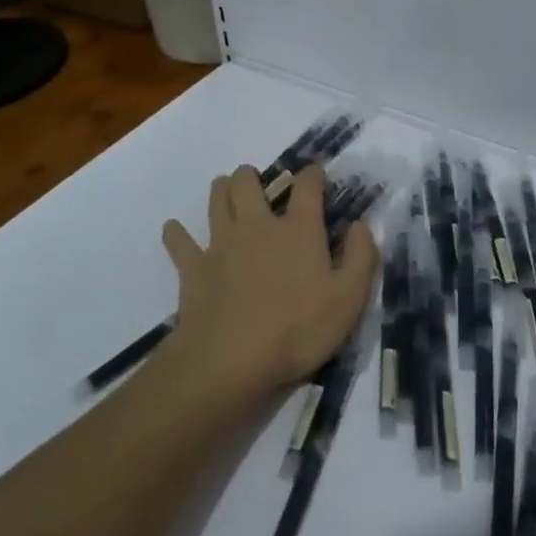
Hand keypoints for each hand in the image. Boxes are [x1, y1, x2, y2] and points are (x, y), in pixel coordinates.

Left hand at [159, 164, 377, 405]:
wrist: (231, 361)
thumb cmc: (297, 331)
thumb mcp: (348, 300)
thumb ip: (361, 258)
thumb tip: (361, 225)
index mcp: (298, 230)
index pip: (307, 186)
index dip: (313, 174)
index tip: (316, 174)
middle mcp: (258, 225)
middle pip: (247, 182)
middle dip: (252, 176)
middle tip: (258, 185)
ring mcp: (221, 244)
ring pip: (215, 199)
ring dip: (220, 190)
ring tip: (225, 192)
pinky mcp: (193, 268)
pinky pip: (179, 242)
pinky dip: (176, 234)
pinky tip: (174, 231)